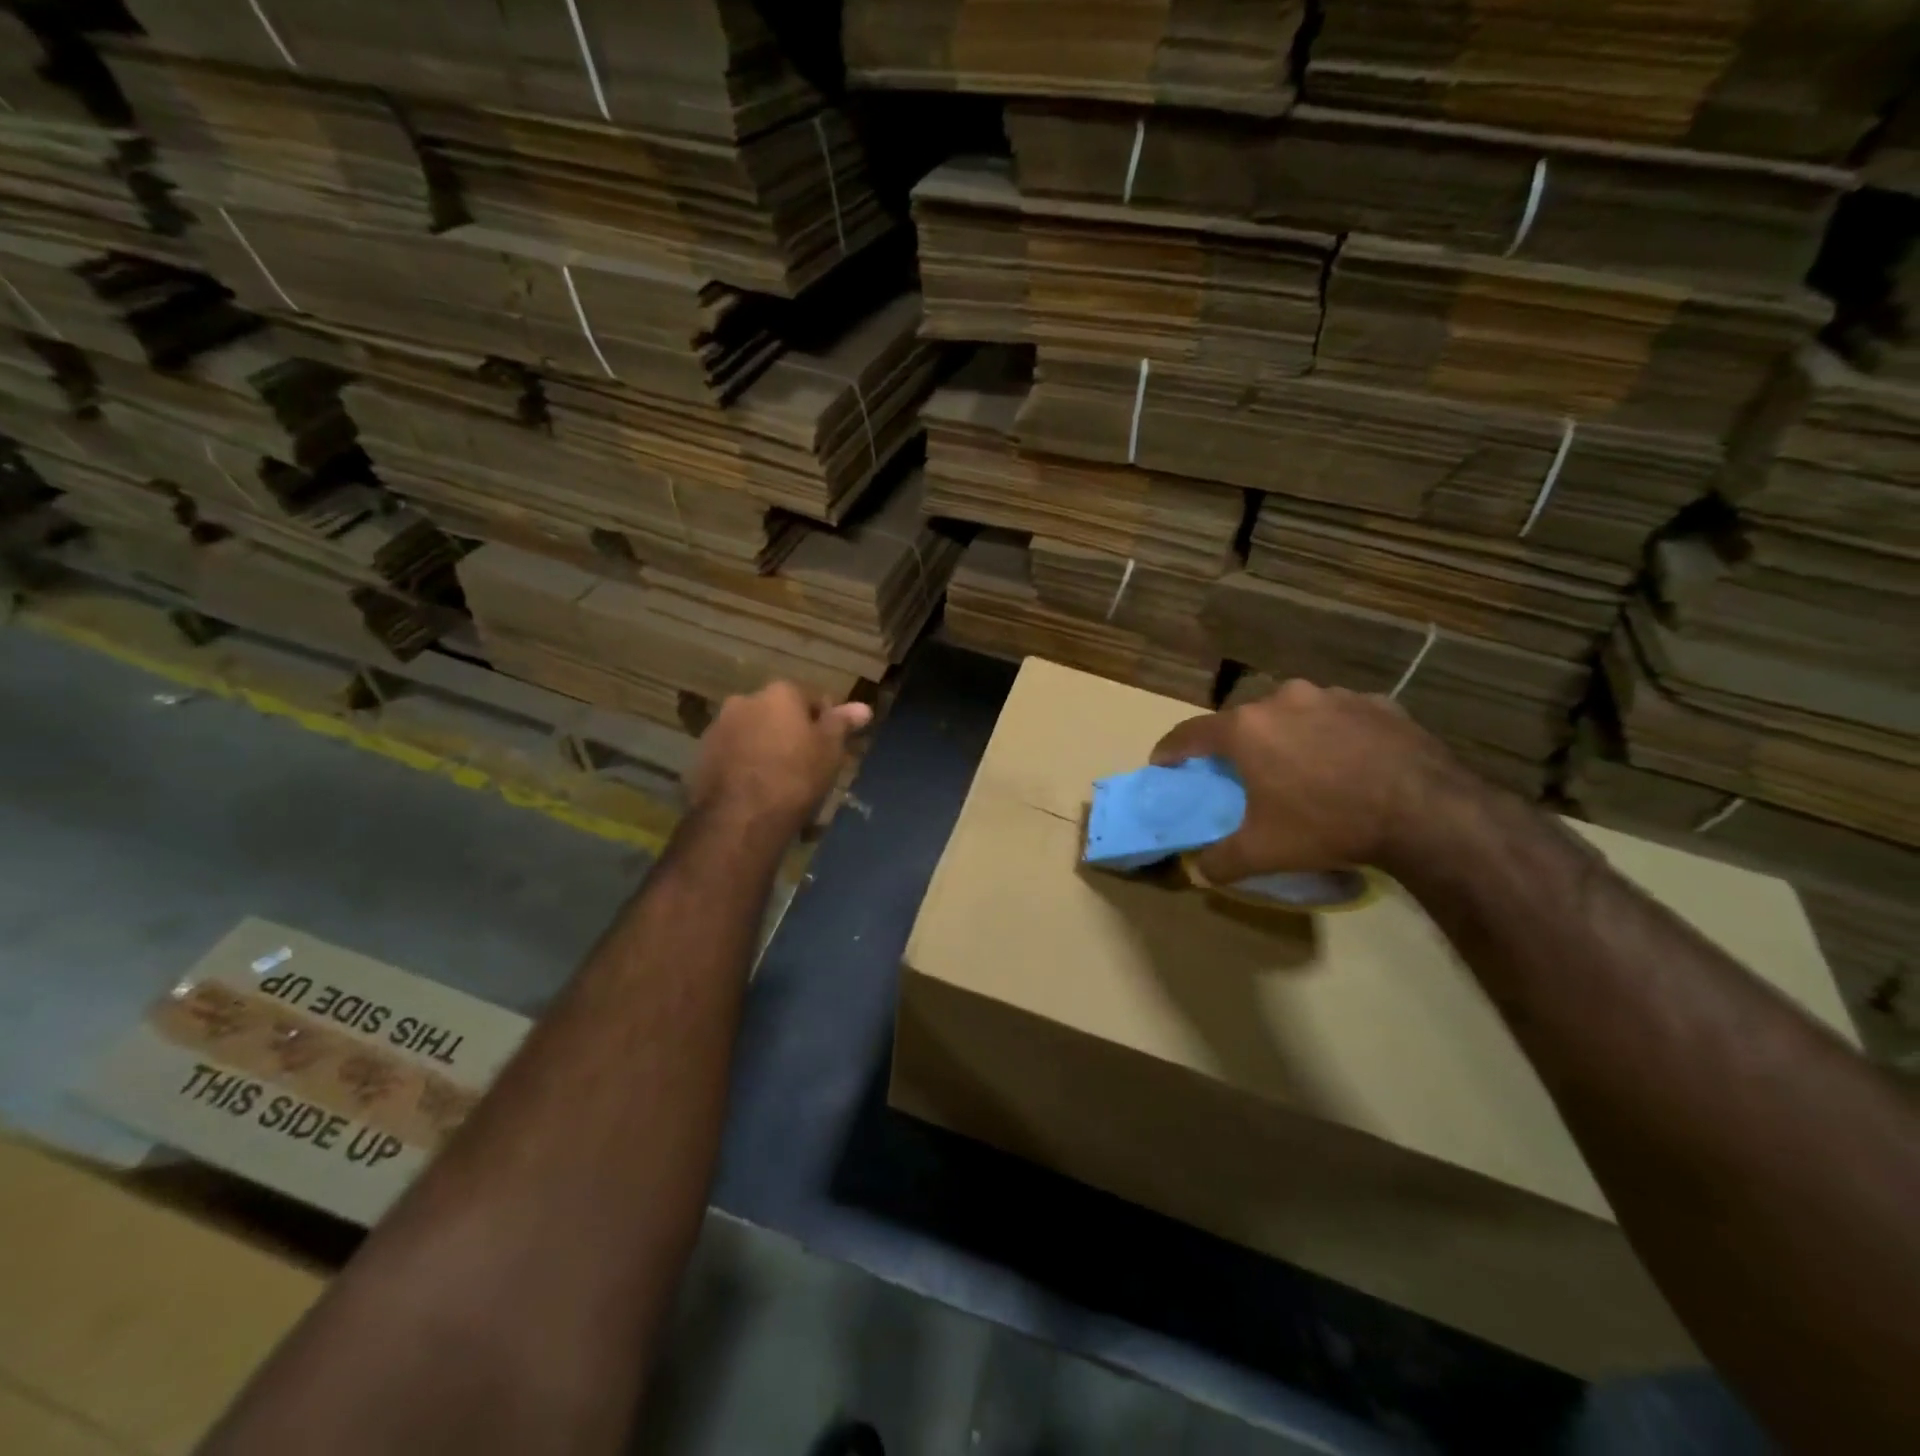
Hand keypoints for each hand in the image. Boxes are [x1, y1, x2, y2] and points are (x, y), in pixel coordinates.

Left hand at [689, 682, 872, 834]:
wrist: (740, 819)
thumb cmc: (796, 778)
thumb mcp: (829, 750)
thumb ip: (842, 723)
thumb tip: (863, 707)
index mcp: (780, 693)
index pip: (811, 698)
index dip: (825, 723)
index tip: (831, 747)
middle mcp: (745, 700)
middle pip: (778, 713)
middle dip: (791, 733)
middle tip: (807, 764)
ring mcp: (718, 727)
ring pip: (753, 733)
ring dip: (765, 748)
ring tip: (780, 782)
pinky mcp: (700, 756)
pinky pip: (732, 755)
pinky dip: (744, 765)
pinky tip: (755, 791)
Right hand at [1150, 678, 1461, 882]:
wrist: (1426, 812)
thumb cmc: (1328, 825)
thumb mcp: (1264, 853)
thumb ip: (1220, 861)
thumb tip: (1198, 871)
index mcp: (1246, 729)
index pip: (1191, 734)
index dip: (1171, 750)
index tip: (1162, 763)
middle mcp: (1283, 699)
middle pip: (1244, 721)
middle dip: (1237, 745)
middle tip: (1242, 774)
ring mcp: (1333, 696)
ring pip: (1294, 714)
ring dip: (1288, 736)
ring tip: (1302, 768)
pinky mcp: (1377, 703)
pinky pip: (1339, 717)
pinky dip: (1333, 735)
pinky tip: (1348, 763)